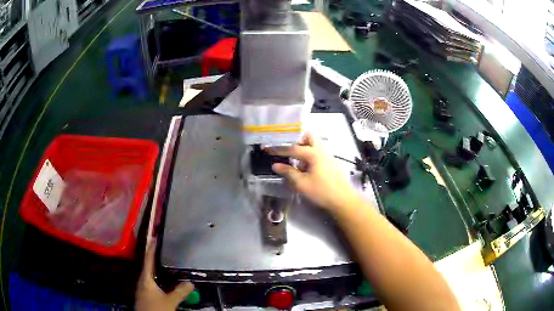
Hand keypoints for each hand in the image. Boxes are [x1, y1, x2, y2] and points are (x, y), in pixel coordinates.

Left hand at [136, 240, 193, 310]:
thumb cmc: (156, 308)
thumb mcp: (170, 301)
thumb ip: (180, 292)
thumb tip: (191, 282)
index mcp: (145, 279)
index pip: (148, 260)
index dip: (151, 249)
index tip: (154, 238)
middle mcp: (142, 281)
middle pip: (147, 266)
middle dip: (153, 257)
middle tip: (162, 249)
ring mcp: (142, 288)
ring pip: (148, 275)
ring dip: (155, 268)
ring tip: (163, 263)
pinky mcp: (145, 294)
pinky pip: (150, 282)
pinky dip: (156, 277)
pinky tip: (162, 280)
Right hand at [268, 133, 358, 212]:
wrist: (343, 200)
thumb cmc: (322, 191)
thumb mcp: (302, 183)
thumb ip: (288, 172)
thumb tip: (275, 165)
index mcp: (313, 153)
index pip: (293, 148)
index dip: (278, 149)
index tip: (267, 149)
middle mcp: (321, 150)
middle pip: (309, 136)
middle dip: (297, 140)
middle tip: (287, 149)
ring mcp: (328, 156)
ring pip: (314, 144)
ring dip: (303, 148)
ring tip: (295, 161)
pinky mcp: (330, 163)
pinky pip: (318, 153)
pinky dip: (309, 155)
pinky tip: (305, 169)